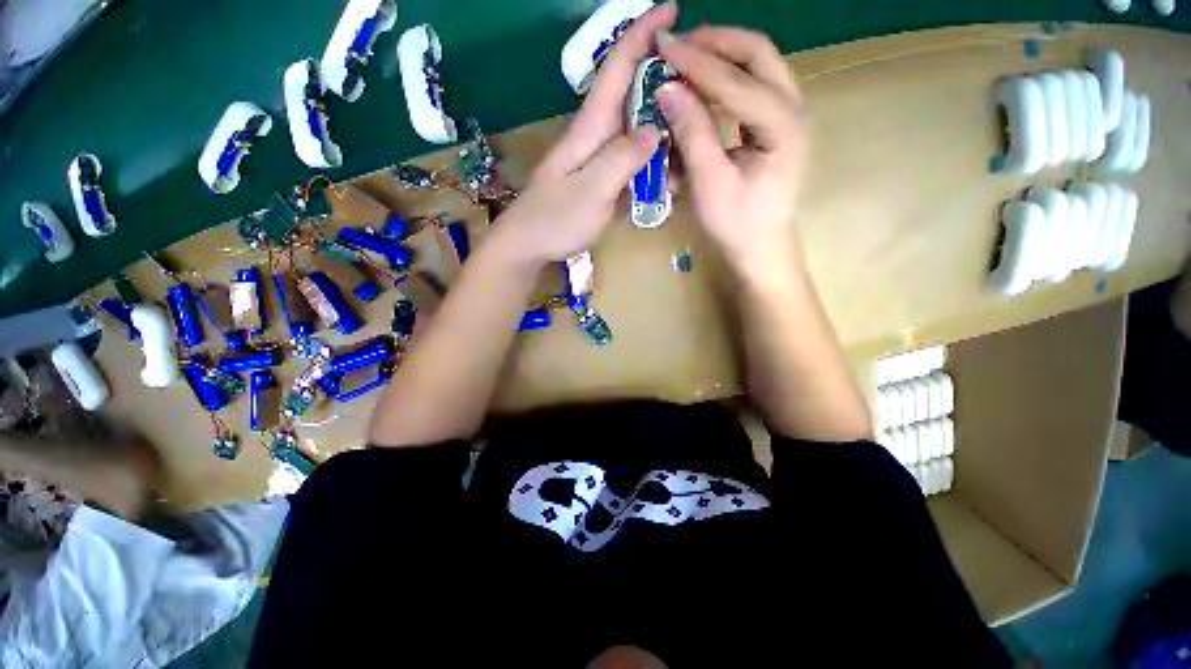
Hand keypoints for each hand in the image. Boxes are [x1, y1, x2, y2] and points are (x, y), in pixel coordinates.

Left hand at [493, 3, 676, 263]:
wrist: (528, 244)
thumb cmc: (554, 219)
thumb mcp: (590, 191)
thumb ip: (622, 160)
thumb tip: (655, 130)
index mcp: (591, 127)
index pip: (617, 67)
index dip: (643, 34)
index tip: (673, 8)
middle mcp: (596, 135)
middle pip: (632, 94)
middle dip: (664, 78)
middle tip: (701, 84)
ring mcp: (598, 158)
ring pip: (636, 128)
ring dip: (664, 124)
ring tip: (694, 130)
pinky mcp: (601, 179)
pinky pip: (633, 159)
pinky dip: (654, 160)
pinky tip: (671, 171)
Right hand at [655, 27, 807, 277]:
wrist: (761, 250)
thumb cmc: (737, 224)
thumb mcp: (710, 182)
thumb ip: (692, 133)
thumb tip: (667, 88)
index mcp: (782, 125)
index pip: (734, 79)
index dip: (695, 62)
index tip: (662, 46)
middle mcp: (794, 109)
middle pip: (758, 53)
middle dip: (716, 43)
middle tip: (679, 45)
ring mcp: (788, 115)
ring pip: (760, 65)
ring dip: (723, 55)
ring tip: (687, 58)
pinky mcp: (777, 126)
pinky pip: (754, 86)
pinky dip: (728, 78)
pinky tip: (704, 86)